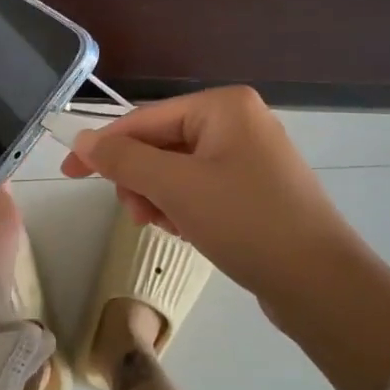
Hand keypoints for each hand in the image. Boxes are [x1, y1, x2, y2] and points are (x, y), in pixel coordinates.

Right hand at [62, 86, 345, 306]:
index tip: (68, 172)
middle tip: (140, 216)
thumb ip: (123, 159)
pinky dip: (185, 209)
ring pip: (178, 171)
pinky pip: (201, 189)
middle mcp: (239, 122)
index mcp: (224, 106)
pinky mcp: (256, 190)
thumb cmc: (245, 222)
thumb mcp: (175, 187)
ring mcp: (251, 157)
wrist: (320, 283)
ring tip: (170, 229)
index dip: (104, 146)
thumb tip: (82, 139)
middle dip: (142, 181)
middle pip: (161, 144)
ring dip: (161, 199)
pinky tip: (190, 233)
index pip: (145, 119)